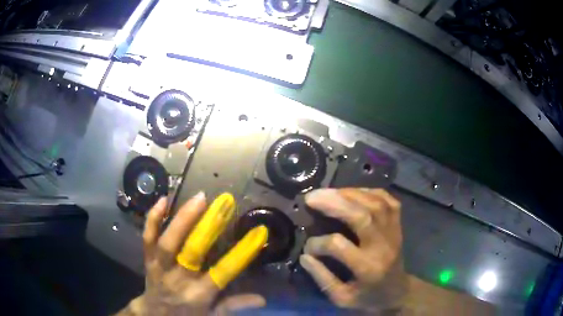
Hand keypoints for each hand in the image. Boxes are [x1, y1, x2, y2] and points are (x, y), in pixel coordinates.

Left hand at [118, 192, 266, 315]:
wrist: (154, 313)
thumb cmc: (187, 314)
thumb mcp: (213, 315)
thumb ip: (234, 305)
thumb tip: (262, 299)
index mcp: (198, 294)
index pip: (222, 273)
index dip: (241, 253)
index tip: (257, 233)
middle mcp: (178, 279)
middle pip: (191, 252)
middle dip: (208, 227)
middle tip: (222, 205)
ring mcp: (160, 266)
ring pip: (168, 242)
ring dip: (182, 219)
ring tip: (199, 198)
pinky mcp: (148, 258)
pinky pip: (147, 237)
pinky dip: (153, 218)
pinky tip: (163, 200)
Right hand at [299, 188, 406, 313]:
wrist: (398, 291)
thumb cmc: (368, 297)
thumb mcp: (342, 298)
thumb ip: (323, 279)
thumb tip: (305, 256)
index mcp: (368, 268)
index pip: (339, 246)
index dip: (318, 243)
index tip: (307, 247)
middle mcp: (383, 246)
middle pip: (362, 216)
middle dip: (334, 203)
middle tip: (312, 197)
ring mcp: (394, 232)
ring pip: (375, 204)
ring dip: (349, 193)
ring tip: (328, 192)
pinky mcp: (398, 224)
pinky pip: (388, 200)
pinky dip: (369, 192)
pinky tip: (353, 191)